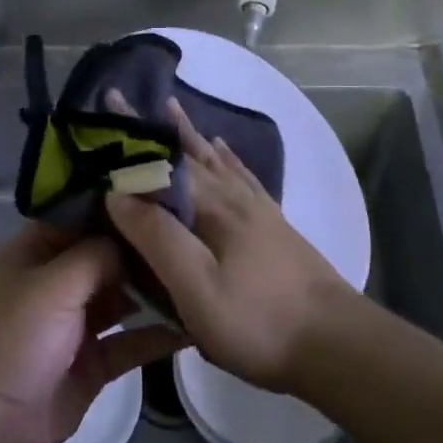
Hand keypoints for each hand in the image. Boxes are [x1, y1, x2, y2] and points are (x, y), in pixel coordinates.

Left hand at [0, 222, 181, 442]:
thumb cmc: (11, 339)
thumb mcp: (51, 285)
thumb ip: (95, 255)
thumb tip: (132, 238)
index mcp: (33, 254)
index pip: (79, 218)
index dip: (117, 208)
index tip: (163, 194)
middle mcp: (55, 283)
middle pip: (105, 257)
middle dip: (143, 249)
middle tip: (196, 233)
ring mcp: (73, 325)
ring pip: (121, 298)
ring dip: (154, 290)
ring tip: (201, 273)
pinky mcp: (91, 364)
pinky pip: (130, 342)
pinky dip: (158, 335)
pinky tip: (196, 323)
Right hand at [105, 99, 351, 391]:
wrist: (336, 344)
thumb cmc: (258, 321)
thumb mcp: (196, 288)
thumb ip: (157, 238)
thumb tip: (117, 193)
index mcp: (212, 207)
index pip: (161, 160)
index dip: (131, 134)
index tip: (106, 101)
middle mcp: (234, 197)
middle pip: (187, 152)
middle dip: (152, 127)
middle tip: (124, 99)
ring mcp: (258, 209)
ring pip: (216, 160)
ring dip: (188, 134)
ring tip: (171, 109)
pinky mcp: (274, 225)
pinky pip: (243, 176)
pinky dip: (227, 158)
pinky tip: (223, 150)